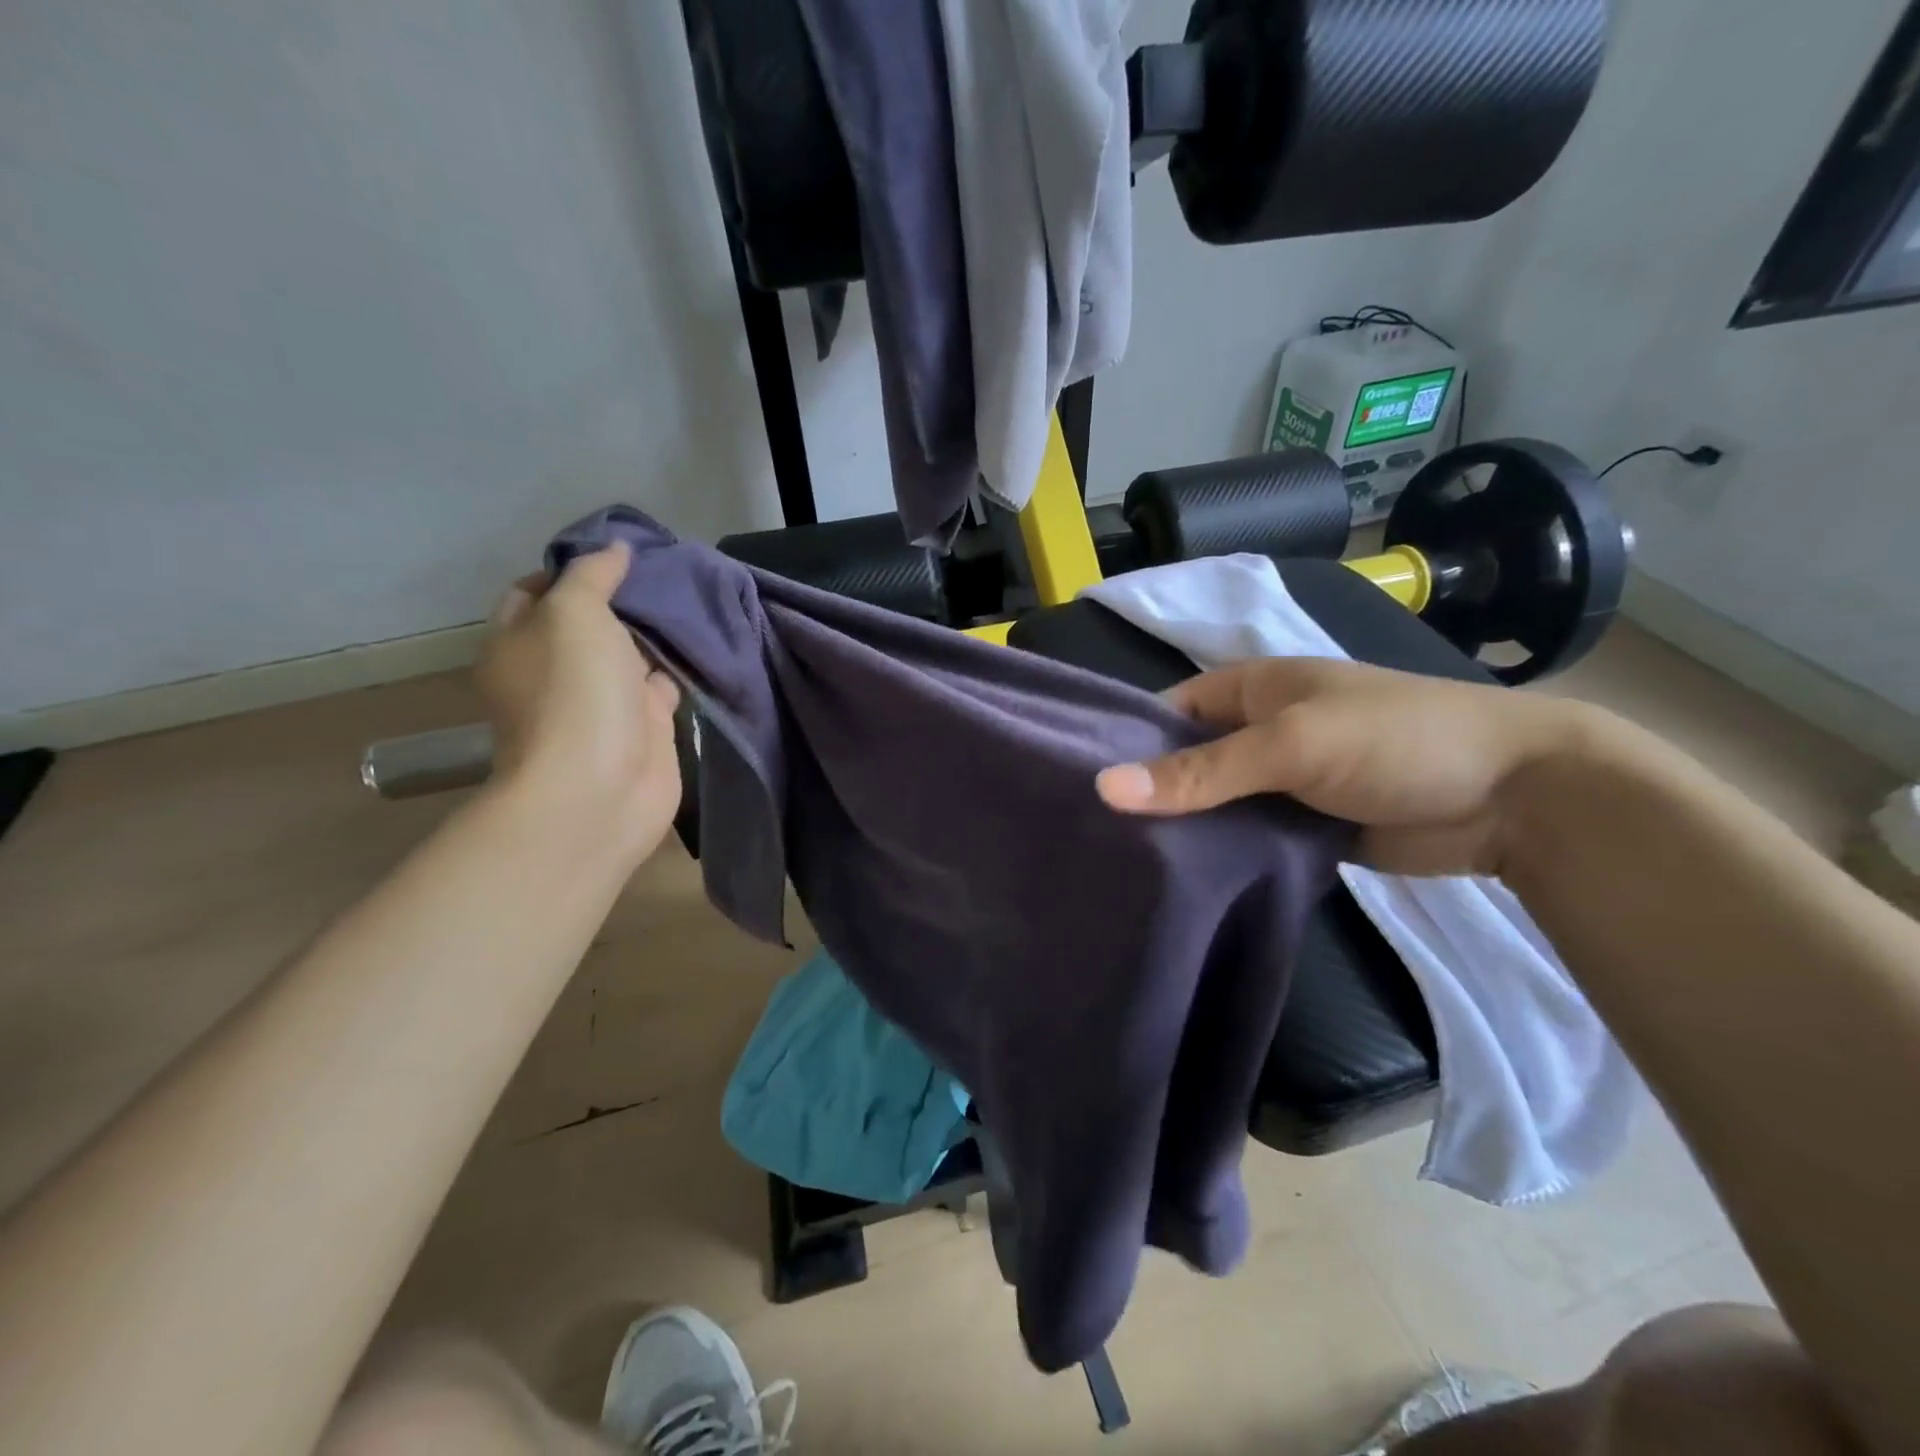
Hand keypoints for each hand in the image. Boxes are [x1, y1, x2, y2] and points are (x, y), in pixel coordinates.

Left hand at [475, 543, 681, 864]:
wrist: (600, 788)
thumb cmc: (574, 692)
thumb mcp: (573, 613)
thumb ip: (593, 576)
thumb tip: (615, 549)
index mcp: (518, 641)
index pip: (536, 591)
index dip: (572, 568)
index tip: (616, 553)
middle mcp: (556, 669)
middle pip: (588, 622)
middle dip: (622, 597)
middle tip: (665, 569)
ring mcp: (601, 701)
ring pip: (629, 653)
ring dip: (654, 632)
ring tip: (691, 596)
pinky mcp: (643, 726)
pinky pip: (662, 685)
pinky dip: (679, 666)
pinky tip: (703, 642)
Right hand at [1095, 657, 1586, 876]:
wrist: (1516, 797)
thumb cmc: (1396, 740)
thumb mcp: (1292, 744)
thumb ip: (1201, 771)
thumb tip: (1104, 789)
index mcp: (1250, 689)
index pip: (1166, 712)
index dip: (1124, 742)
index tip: (1076, 785)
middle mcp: (1257, 732)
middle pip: (1185, 762)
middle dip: (1146, 793)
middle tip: (1088, 836)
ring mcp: (1279, 783)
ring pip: (1212, 805)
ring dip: (1180, 830)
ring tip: (1118, 865)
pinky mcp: (1301, 828)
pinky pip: (1244, 838)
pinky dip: (1218, 855)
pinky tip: (1177, 882)